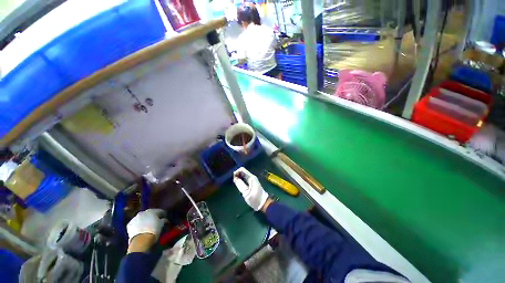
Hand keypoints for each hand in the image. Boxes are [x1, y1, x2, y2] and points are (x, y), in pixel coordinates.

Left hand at [126, 209, 165, 244]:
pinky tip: (141, 228)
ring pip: (142, 218)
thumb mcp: (161, 225)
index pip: (159, 211)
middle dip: (153, 216)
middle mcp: (143, 212)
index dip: (163, 214)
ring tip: (148, 225)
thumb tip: (165, 219)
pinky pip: (136, 223)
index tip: (165, 217)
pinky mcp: (129, 224)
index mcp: (152, 211)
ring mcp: (135, 218)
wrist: (141, 241)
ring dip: (145, 220)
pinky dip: (138, 224)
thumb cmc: (153, 231)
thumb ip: (163, 220)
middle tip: (156, 221)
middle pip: (149, 213)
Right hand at [233, 167, 268, 210]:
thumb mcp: (246, 193)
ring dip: (238, 177)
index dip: (236, 172)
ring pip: (243, 175)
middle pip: (243, 171)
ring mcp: (252, 179)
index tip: (233, 178)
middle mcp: (252, 177)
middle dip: (237, 174)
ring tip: (235, 183)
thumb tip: (235, 178)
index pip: (242, 169)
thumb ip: (240, 184)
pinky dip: (241, 180)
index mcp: (251, 177)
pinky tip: (239, 184)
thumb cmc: (255, 198)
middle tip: (233, 181)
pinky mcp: (252, 183)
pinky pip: (245, 178)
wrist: (263, 203)